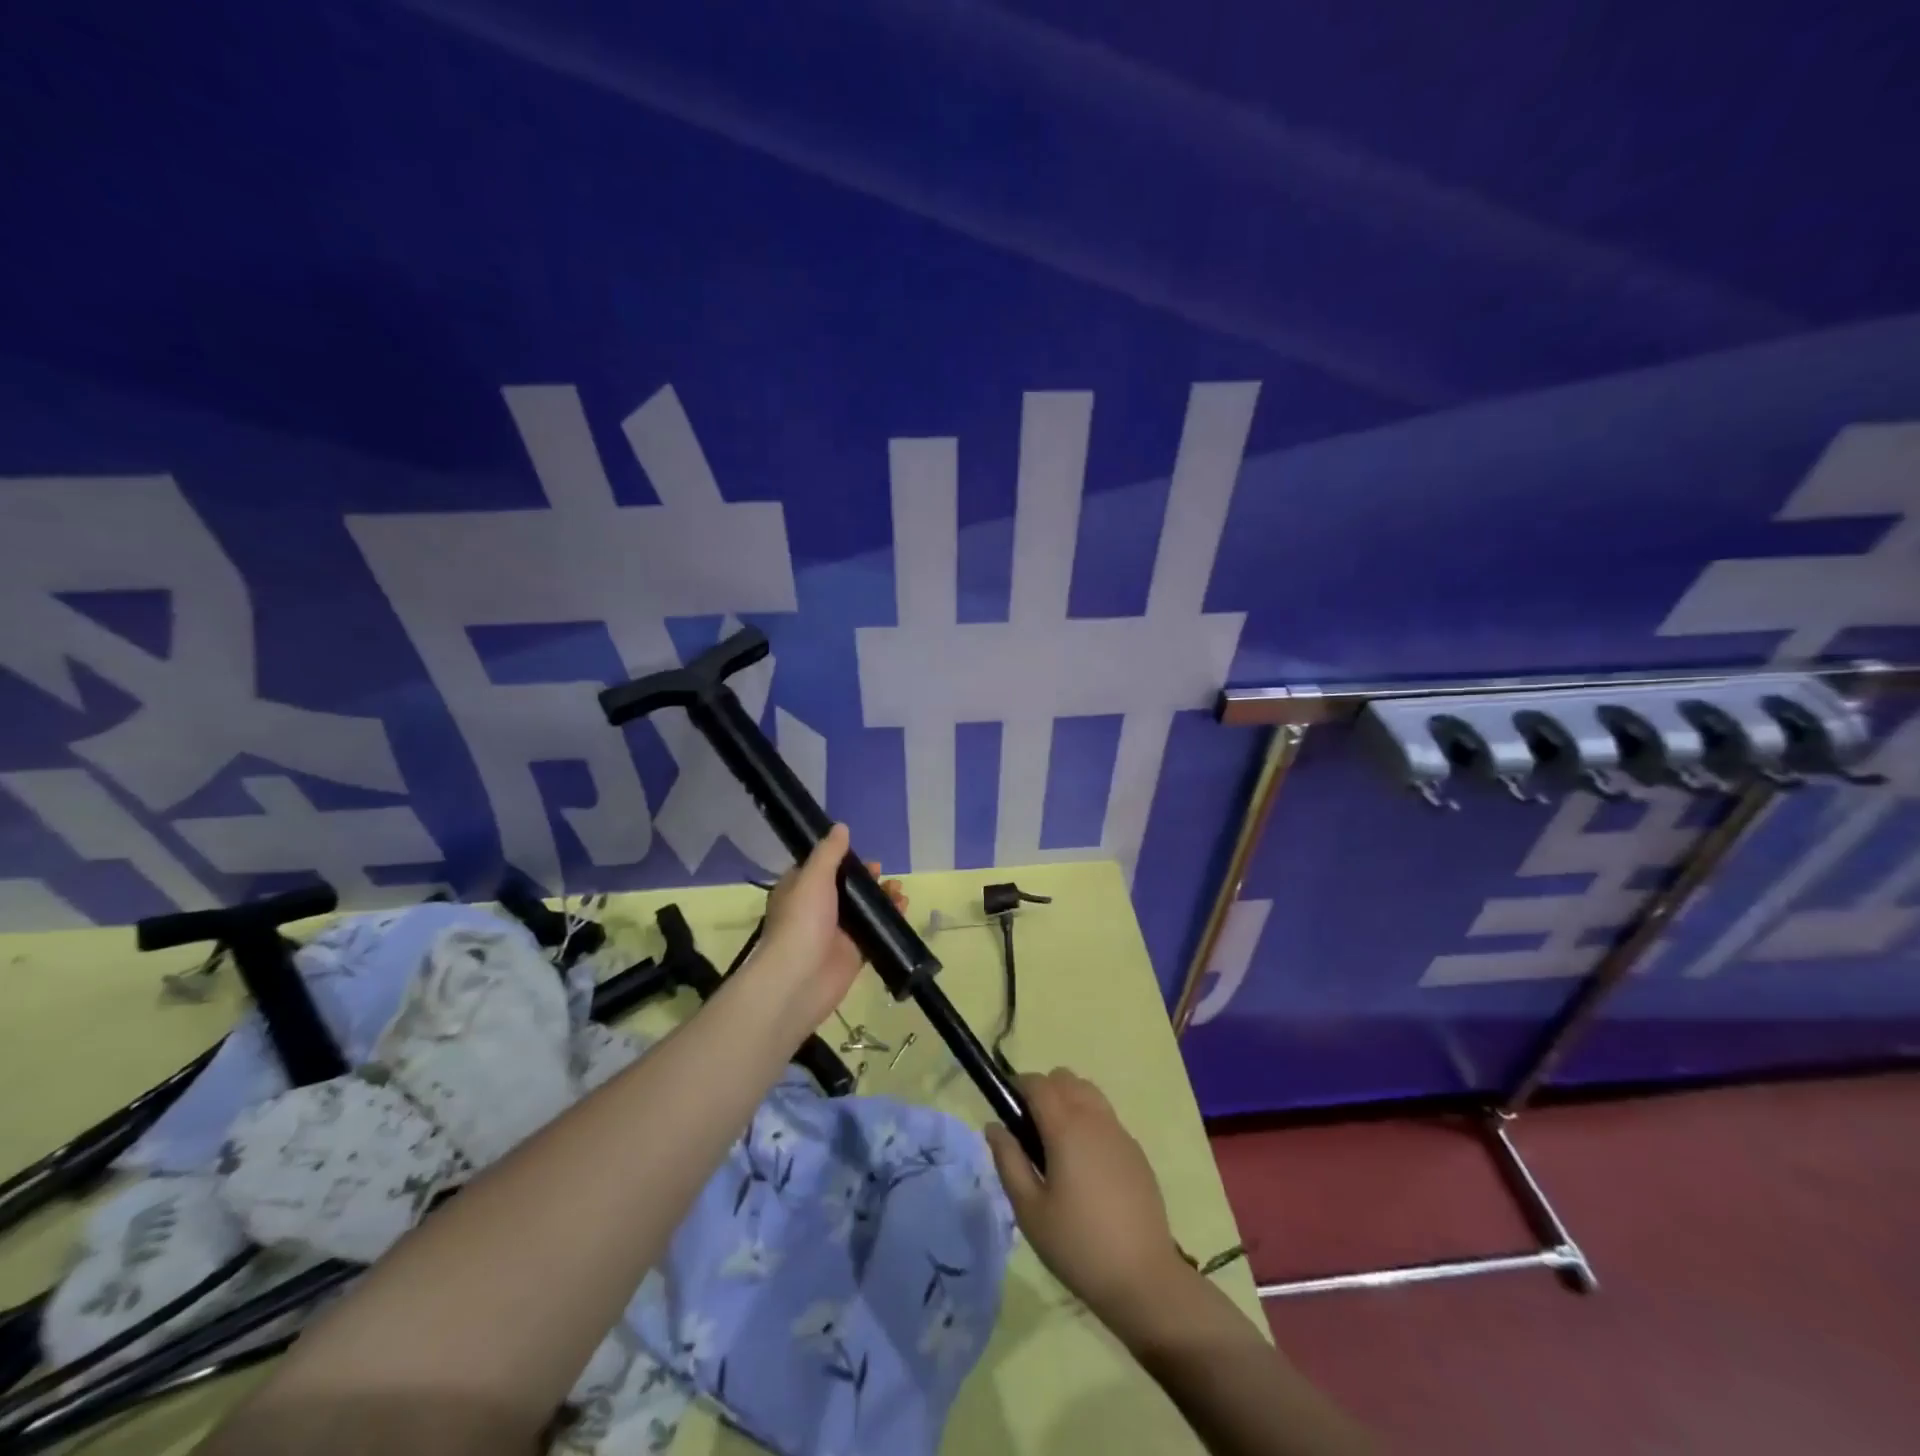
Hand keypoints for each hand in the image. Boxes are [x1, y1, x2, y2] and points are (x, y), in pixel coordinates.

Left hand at [754, 824, 905, 1030]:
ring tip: (899, 891)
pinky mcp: (854, 954)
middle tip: (884, 873)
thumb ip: (829, 853)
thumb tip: (841, 826)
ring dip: (882, 897)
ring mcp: (836, 932)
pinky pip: (875, 932)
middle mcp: (816, 909)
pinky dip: (890, 920)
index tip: (862, 855)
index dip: (842, 859)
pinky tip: (903, 910)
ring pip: (864, 909)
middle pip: (847, 888)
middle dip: (868, 879)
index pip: (821, 868)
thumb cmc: (802, 921)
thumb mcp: (813, 877)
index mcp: (800, 889)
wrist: (800, 979)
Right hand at [986, 1068, 1189, 1333]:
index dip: (1018, 1087)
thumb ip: (1008, 1161)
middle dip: (1043, 1091)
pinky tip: (1086, 1166)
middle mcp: (1095, 1118)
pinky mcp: (1136, 1151)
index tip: (1008, 1111)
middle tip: (1031, 1132)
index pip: (1038, 1083)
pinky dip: (1089, 1122)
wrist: (1144, 1278)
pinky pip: (1106, 1117)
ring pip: (1088, 1092)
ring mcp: (1120, 1132)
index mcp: (1066, 1127)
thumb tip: (993, 1126)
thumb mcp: (1029, 1210)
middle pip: (1065, 1079)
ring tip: (1058, 1145)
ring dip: (1068, 1101)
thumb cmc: (1077, 1246)